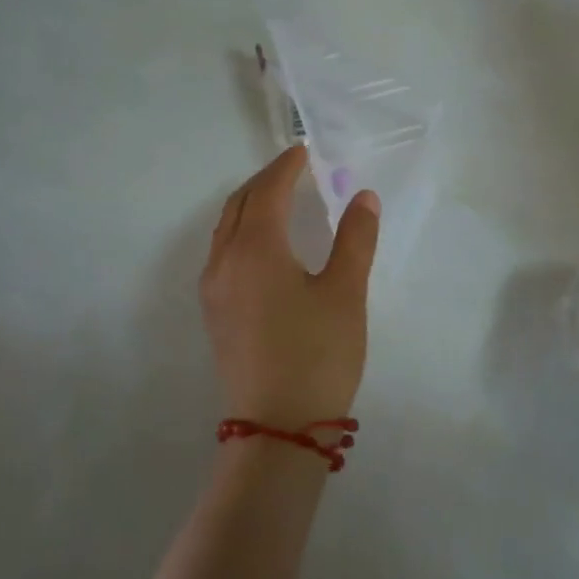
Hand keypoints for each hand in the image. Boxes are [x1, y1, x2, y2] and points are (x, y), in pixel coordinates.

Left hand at [199, 144, 380, 426]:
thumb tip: (363, 197)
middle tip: (294, 170)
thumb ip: (355, 239)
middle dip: (265, 181)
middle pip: (239, 204)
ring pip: (226, 229)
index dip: (287, 167)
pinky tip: (265, 246)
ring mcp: (214, 290)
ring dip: (250, 205)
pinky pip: (223, 253)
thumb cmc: (317, 354)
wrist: (278, 428)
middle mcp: (225, 261)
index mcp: (256, 248)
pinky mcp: (215, 314)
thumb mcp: (345, 292)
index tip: (305, 150)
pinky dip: (242, 232)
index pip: (268, 191)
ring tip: (280, 200)